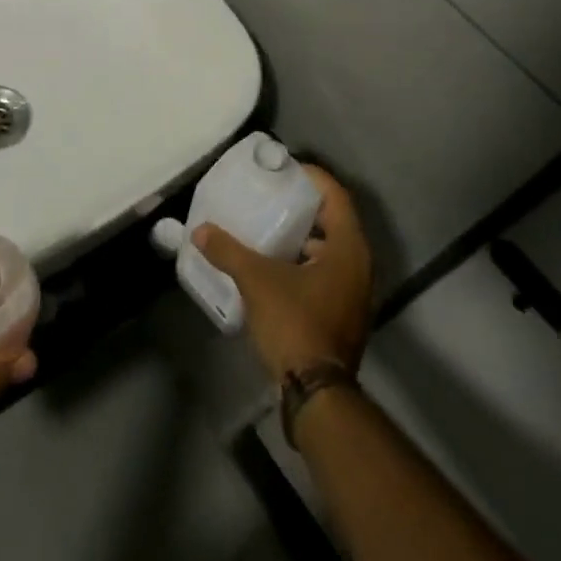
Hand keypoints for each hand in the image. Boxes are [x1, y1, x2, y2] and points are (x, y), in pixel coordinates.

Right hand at [193, 164, 372, 381]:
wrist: (317, 392)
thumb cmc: (295, 323)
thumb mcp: (257, 281)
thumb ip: (228, 251)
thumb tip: (200, 231)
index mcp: (348, 248)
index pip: (336, 196)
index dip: (312, 177)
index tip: (283, 168)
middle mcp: (359, 265)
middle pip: (334, 220)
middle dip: (303, 206)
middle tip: (271, 194)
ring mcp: (354, 292)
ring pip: (330, 249)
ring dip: (302, 236)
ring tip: (267, 226)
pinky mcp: (343, 313)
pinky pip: (325, 272)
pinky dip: (303, 261)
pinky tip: (273, 264)